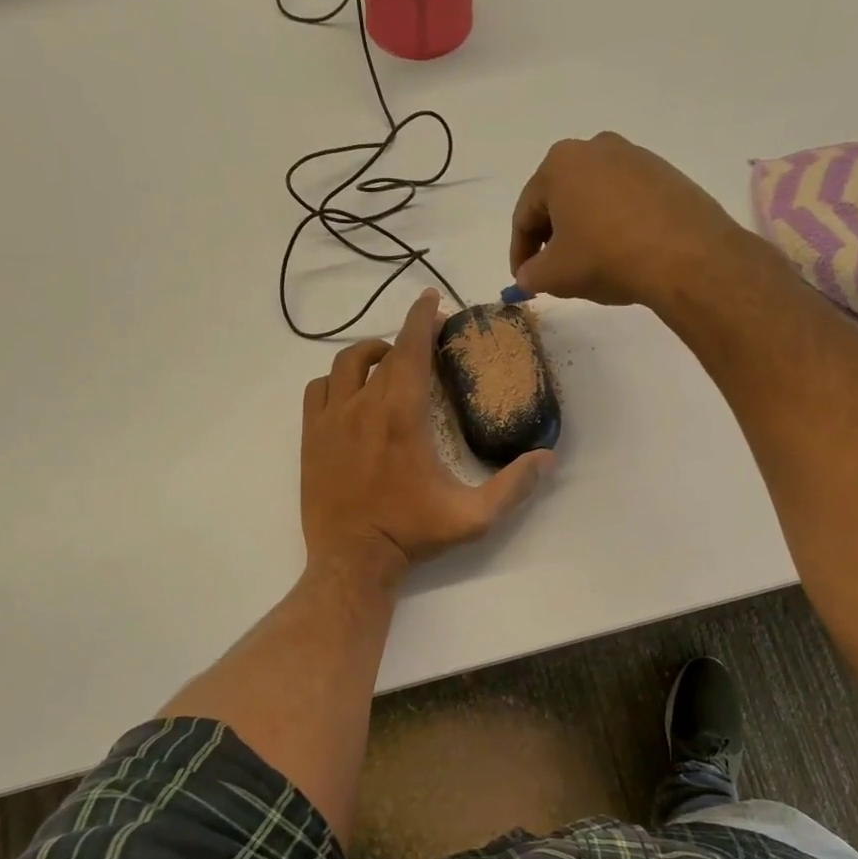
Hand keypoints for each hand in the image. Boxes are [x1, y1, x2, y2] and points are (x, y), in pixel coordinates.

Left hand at [301, 289, 553, 586]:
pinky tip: (350, 392)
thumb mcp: (473, 517)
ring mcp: (330, 420)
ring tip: (386, 360)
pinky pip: (317, 389)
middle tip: (425, 340)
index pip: (412, 349)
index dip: (422, 317)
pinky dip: (335, 380)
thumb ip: (514, 486)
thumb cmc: (412, 534)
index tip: (431, 298)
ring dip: (370, 354)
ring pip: (345, 364)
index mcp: (403, 416)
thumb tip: (548, 457)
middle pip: (384, 353)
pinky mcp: (310, 436)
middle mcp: (363, 407)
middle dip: (406, 336)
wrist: (352, 560)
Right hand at [510, 132, 750, 309]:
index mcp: (559, 164)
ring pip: (593, 198)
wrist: (685, 256)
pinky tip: (621, 253)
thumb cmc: (606, 258)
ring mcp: (634, 157)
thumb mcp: (555, 275)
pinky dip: (615, 225)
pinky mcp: (665, 173)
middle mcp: (595, 148)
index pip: (525, 214)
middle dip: (552, 237)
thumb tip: (527, 276)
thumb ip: (530, 274)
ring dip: (584, 230)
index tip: (523, 279)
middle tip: (551, 272)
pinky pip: (625, 201)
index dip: (520, 252)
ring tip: (588, 264)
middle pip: (559, 200)